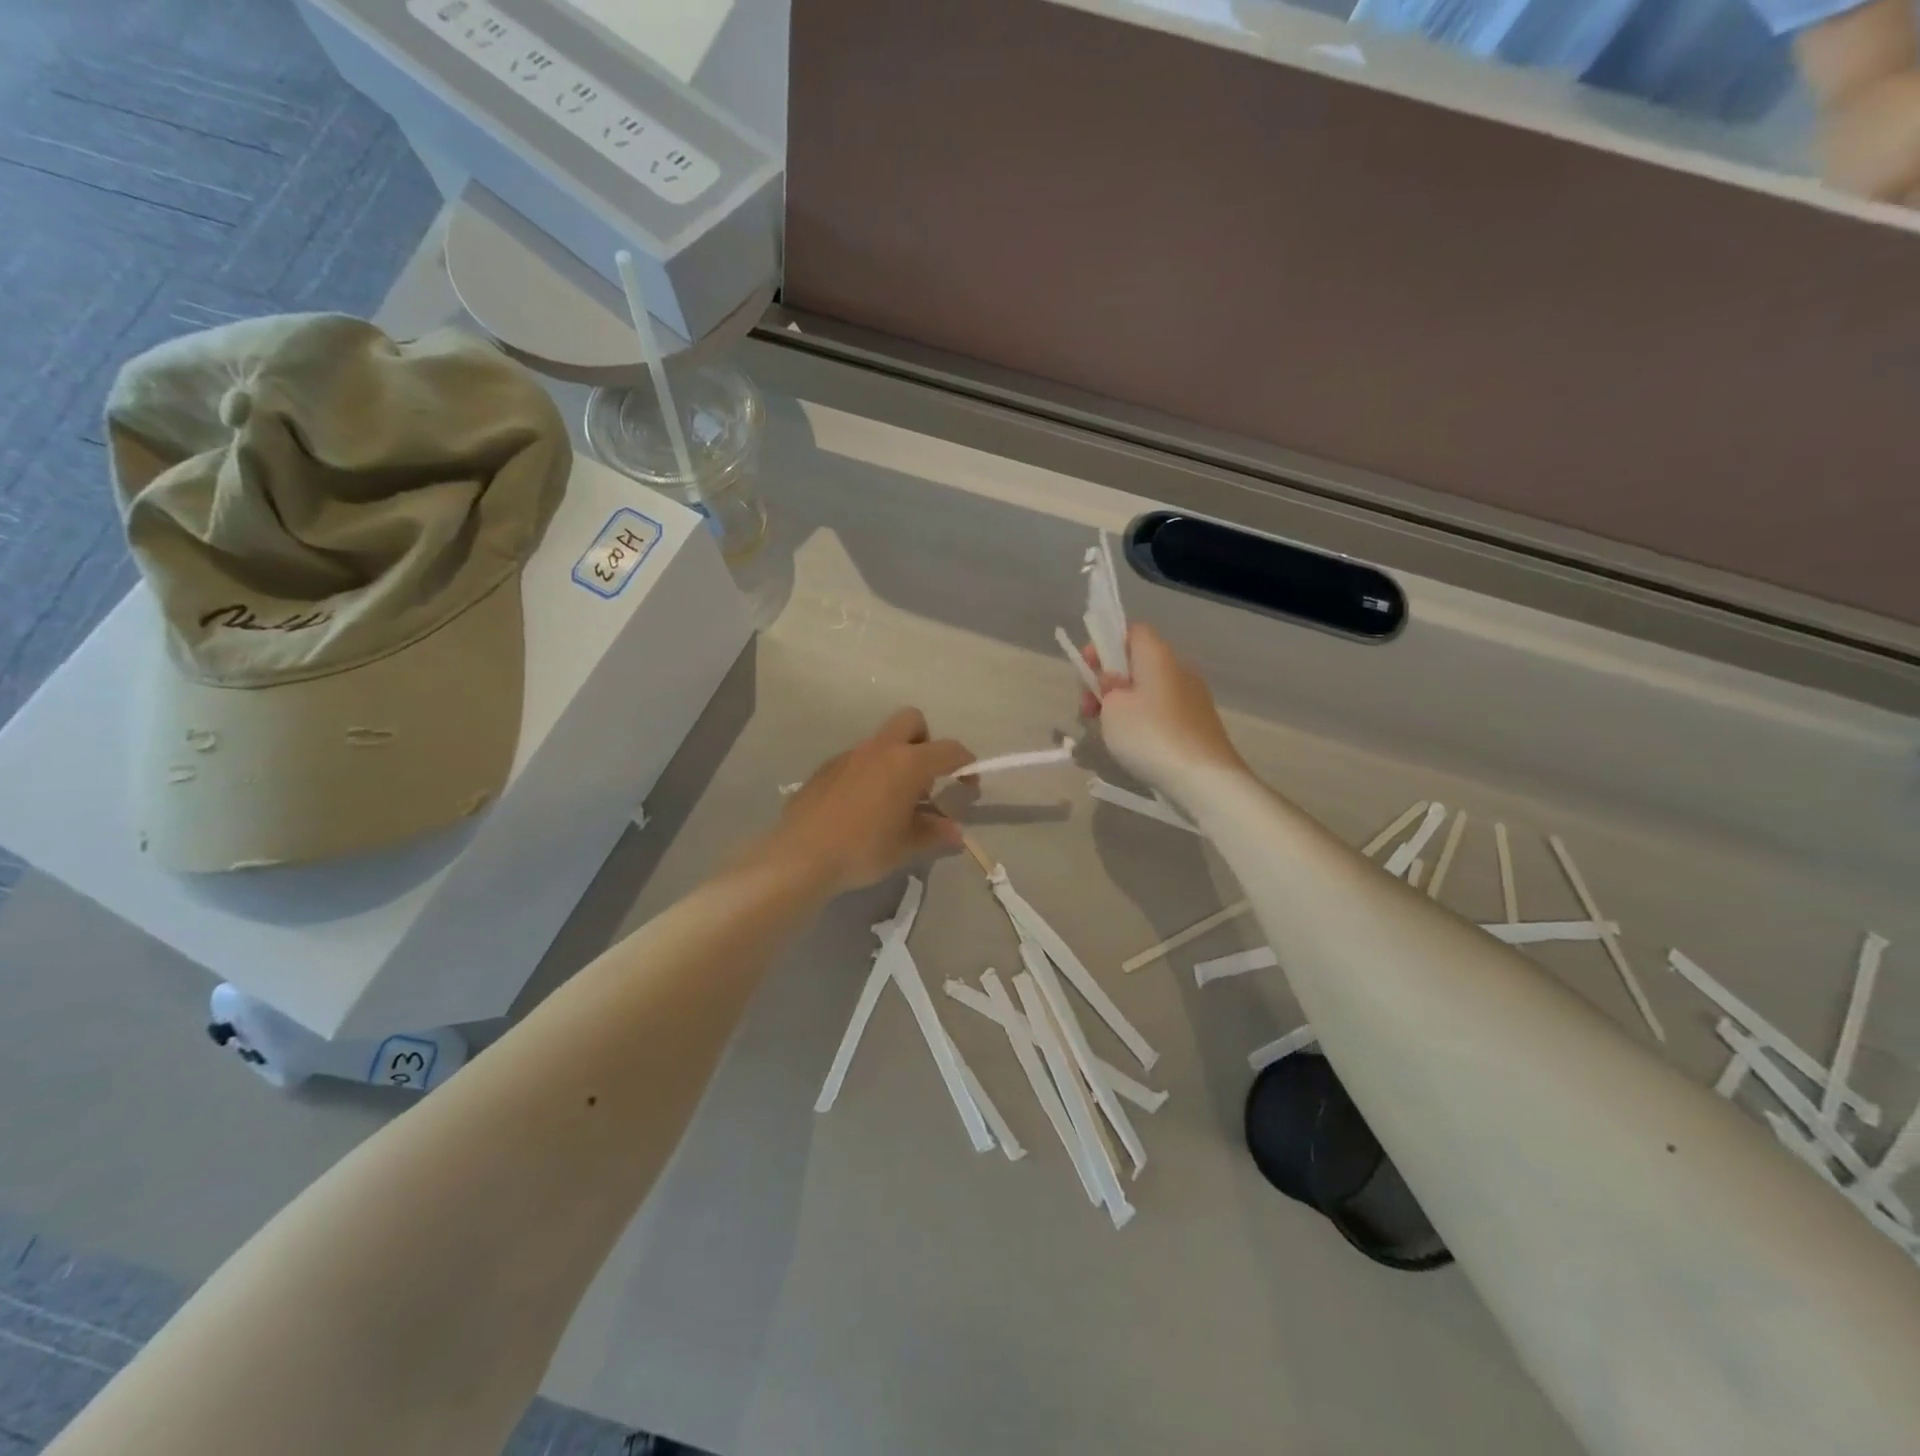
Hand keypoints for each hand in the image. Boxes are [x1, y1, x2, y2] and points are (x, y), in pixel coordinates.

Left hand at [767, 709, 973, 894]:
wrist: (800, 855)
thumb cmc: (863, 849)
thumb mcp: (905, 846)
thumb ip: (934, 834)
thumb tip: (955, 833)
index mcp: (907, 763)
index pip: (948, 750)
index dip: (966, 764)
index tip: (968, 785)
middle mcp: (879, 749)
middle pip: (912, 721)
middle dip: (926, 741)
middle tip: (925, 778)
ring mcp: (848, 755)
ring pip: (881, 742)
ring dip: (895, 760)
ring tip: (892, 802)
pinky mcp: (825, 769)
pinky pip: (857, 760)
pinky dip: (868, 774)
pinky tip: (860, 808)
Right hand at [1081, 623, 1245, 795]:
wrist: (1204, 778)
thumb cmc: (1150, 735)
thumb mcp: (1113, 708)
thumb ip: (1107, 687)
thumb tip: (1116, 682)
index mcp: (1158, 655)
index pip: (1132, 631)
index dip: (1105, 644)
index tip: (1087, 670)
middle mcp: (1179, 668)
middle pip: (1137, 662)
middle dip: (1108, 680)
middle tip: (1088, 708)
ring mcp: (1193, 697)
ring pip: (1149, 689)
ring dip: (1123, 703)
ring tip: (1106, 730)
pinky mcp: (1198, 723)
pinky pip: (1162, 710)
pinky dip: (1142, 719)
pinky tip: (1132, 743)